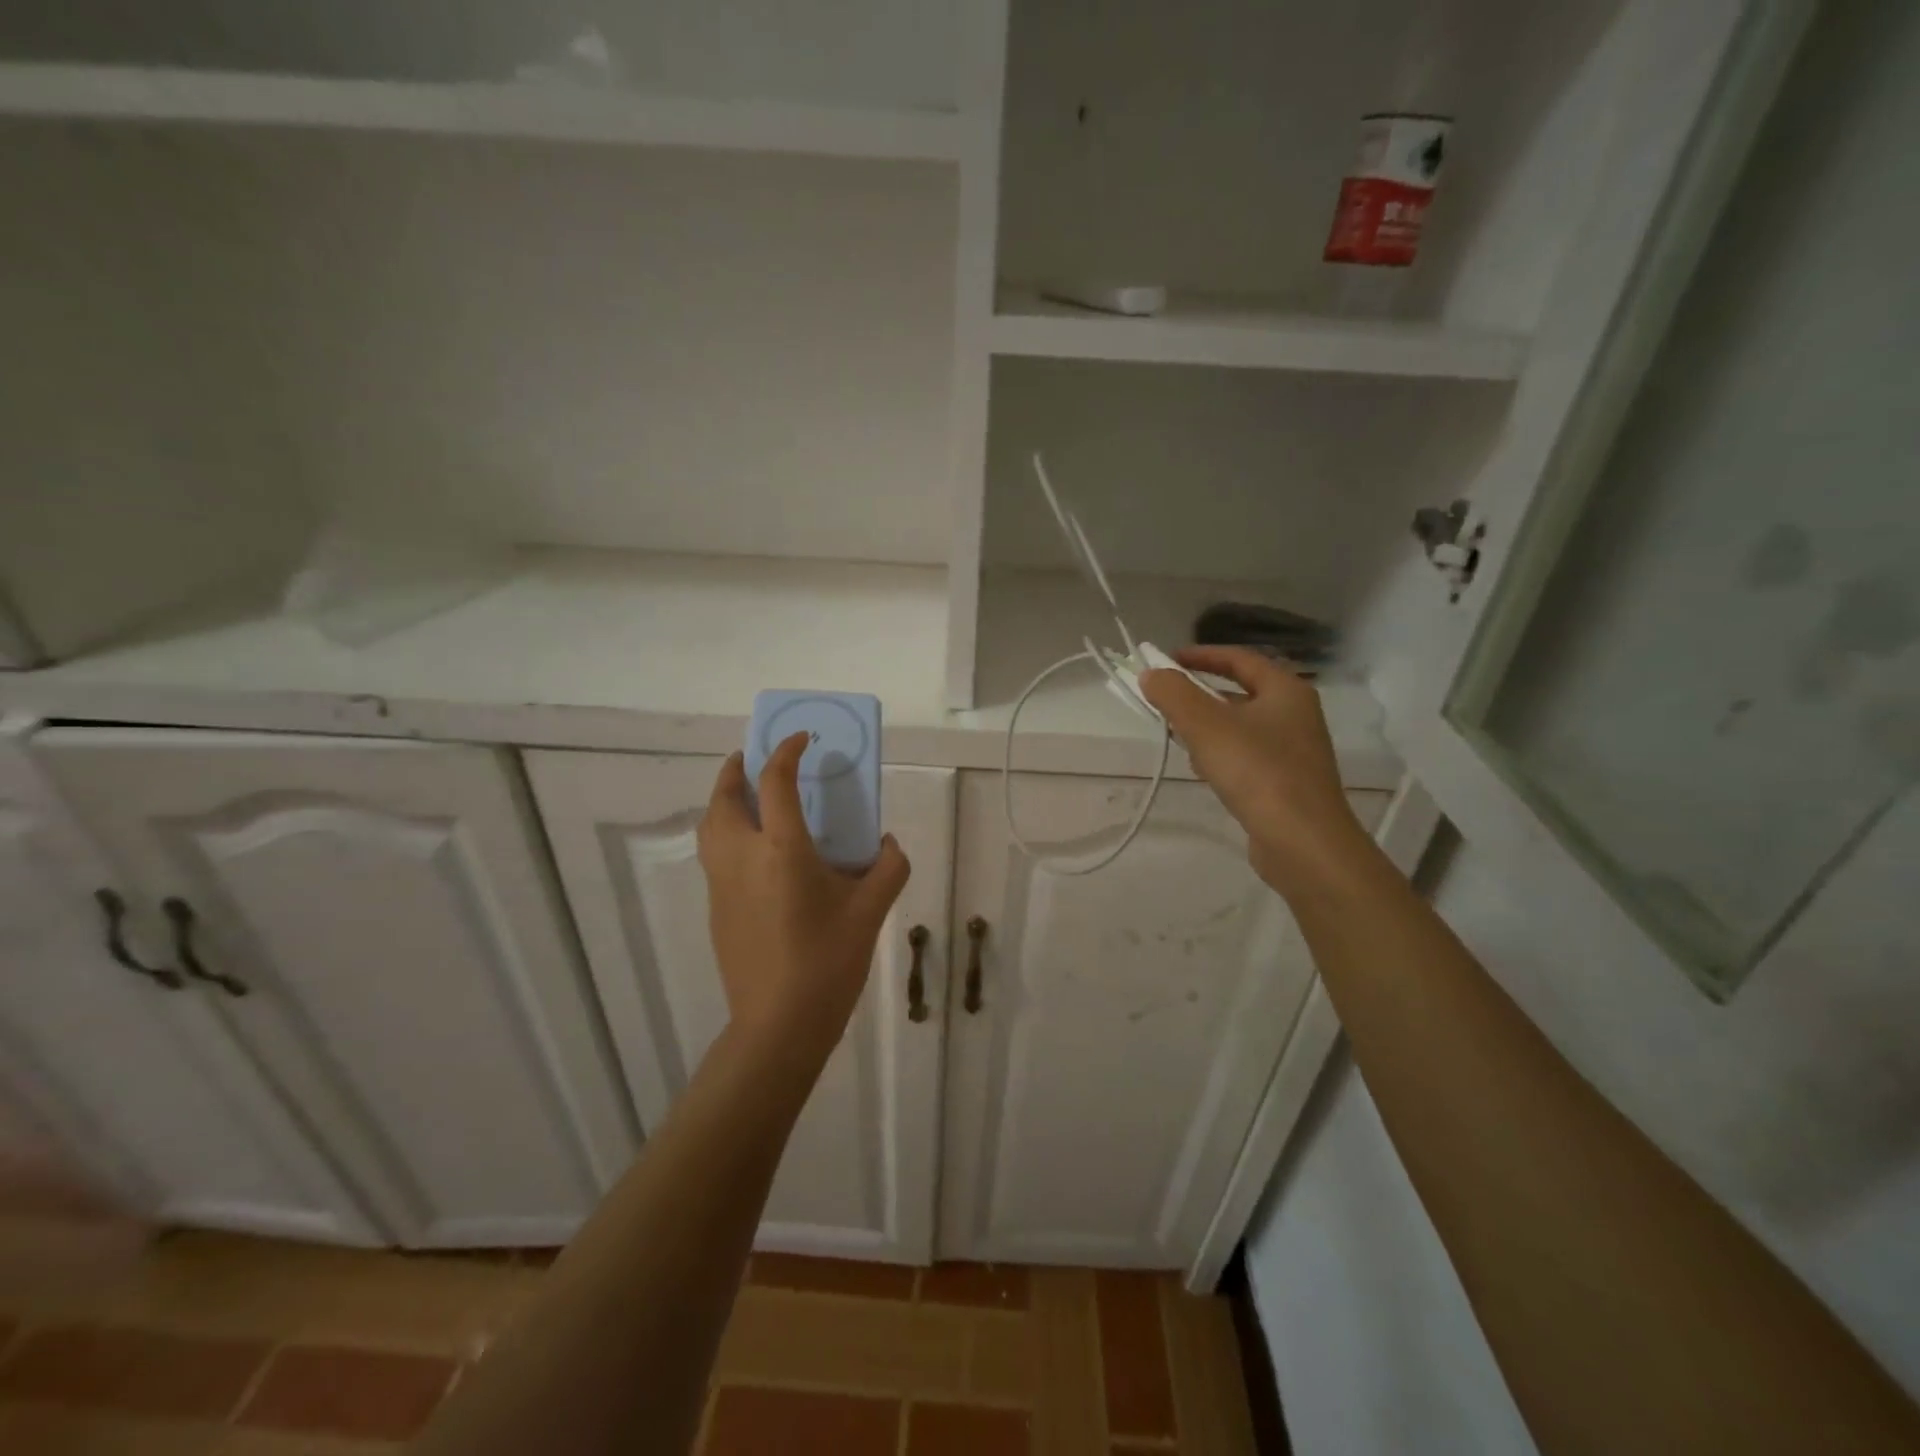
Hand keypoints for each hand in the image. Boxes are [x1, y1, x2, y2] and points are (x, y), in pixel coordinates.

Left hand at [697, 735, 910, 1068]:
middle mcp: (743, 857)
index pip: (775, 782)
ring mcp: (722, 884)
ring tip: (746, 795)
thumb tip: (888, 843)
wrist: (778, 1024)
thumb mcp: (871, 912)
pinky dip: (724, 831)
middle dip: (737, 768)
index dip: (786, 751)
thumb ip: (888, 868)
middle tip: (754, 756)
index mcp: (782, 849)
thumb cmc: (828, 962)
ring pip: (709, 825)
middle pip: (725, 797)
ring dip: (724, 799)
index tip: (801, 738)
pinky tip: (752, 850)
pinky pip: (713, 853)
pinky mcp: (715, 908)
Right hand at [1142, 648, 1375, 897]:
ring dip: (1208, 727)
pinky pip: (1246, 756)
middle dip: (1200, 695)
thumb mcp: (1206, 726)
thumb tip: (1152, 673)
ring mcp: (1294, 750)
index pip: (1239, 659)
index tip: (1166, 660)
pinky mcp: (1287, 783)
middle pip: (1240, 692)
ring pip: (1241, 726)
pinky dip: (1221, 755)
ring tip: (1178, 738)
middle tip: (1165, 701)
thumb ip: (1174, 694)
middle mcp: (1296, 714)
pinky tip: (1204, 772)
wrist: (1303, 843)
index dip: (1201, 655)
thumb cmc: (1257, 772)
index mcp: (1286, 690)